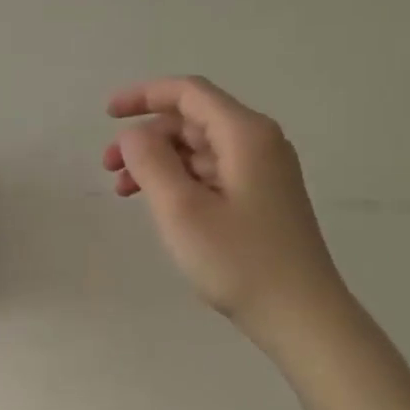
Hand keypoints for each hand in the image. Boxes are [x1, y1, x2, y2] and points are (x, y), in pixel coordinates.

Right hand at [105, 76, 346, 342]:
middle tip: (108, 168)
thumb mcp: (182, 210)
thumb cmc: (240, 261)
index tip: (107, 114)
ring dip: (158, 162)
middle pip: (192, 120)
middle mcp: (259, 143)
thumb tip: (133, 135)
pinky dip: (179, 180)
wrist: (301, 316)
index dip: (144, 96)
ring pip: (199, 149)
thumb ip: (151, 162)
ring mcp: (263, 172)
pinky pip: (212, 173)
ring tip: (124, 191)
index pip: (188, 93)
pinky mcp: (261, 198)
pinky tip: (158, 205)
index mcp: (245, 134)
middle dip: (146, 137)